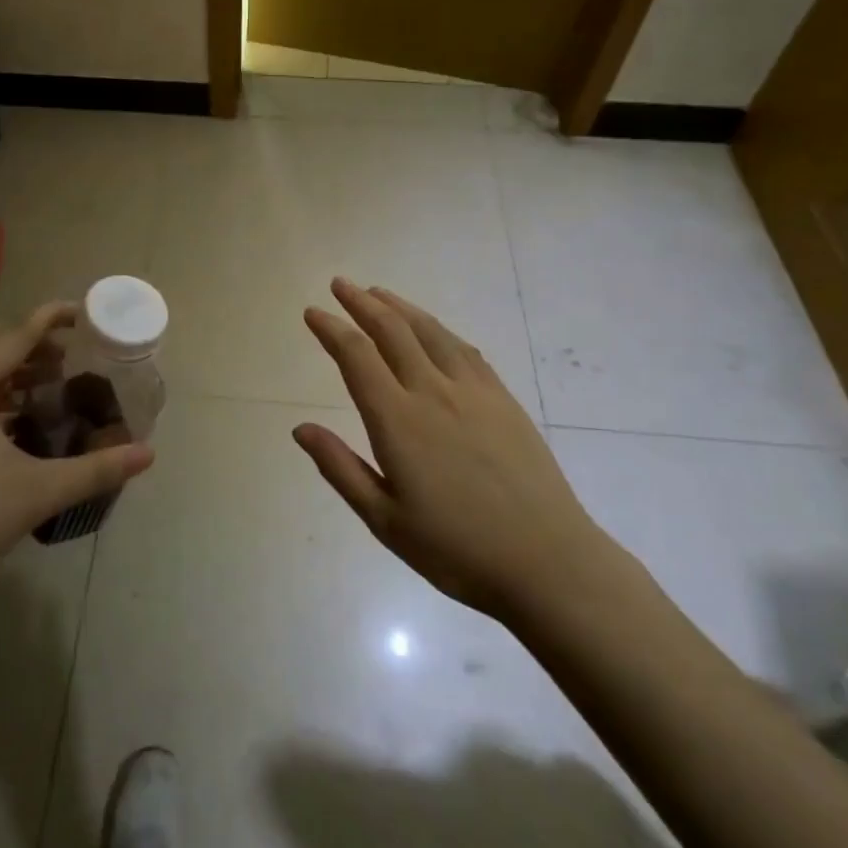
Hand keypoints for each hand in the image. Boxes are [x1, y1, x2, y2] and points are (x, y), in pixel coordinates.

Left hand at [0, 303, 153, 604]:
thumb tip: (148, 454)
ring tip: (41, 386)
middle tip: (62, 359)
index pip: (15, 335)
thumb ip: (96, 469)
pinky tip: (7, 423)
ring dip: (1, 365)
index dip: (51, 319)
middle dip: (24, 340)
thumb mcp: (37, 493)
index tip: (82, 311)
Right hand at [293, 278, 609, 619]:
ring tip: (378, 293)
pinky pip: (464, 349)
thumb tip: (300, 428)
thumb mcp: (384, 520)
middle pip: (392, 331)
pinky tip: (432, 329)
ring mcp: (473, 391)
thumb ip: (340, 468)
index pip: (356, 356)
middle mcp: (432, 392)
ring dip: (399, 307)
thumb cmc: (456, 550)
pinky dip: (438, 329)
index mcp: (398, 420)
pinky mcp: (502, 399)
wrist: (547, 563)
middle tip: (340, 284)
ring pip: (429, 331)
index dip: (331, 329)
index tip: (313, 312)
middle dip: (361, 303)